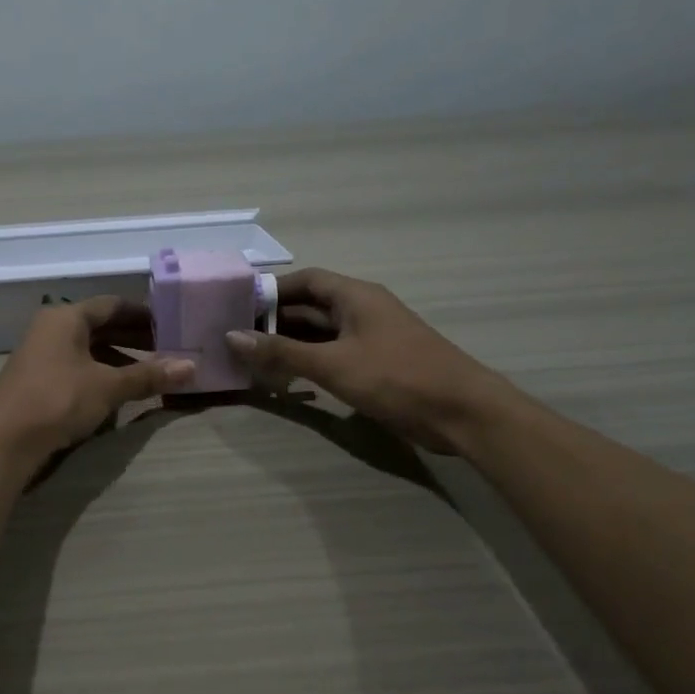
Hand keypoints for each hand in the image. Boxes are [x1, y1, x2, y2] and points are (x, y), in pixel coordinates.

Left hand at [0, 298, 194, 462]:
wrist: (5, 441)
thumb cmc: (58, 400)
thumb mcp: (108, 387)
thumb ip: (148, 375)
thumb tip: (192, 367)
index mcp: (66, 317)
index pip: (112, 305)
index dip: (143, 314)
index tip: (170, 325)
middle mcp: (51, 328)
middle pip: (100, 326)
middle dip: (133, 338)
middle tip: (166, 350)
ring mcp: (41, 354)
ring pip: (88, 349)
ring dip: (118, 359)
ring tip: (148, 374)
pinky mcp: (37, 379)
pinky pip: (76, 367)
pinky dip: (99, 374)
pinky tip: (117, 393)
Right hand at [223, 268, 512, 453]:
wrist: (461, 413)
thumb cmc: (396, 377)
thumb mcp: (333, 364)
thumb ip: (282, 351)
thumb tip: (233, 336)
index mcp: (355, 296)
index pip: (306, 280)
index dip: (272, 290)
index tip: (238, 305)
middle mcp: (362, 310)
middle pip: (311, 307)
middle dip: (275, 320)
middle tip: (237, 336)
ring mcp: (371, 338)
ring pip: (321, 333)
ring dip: (290, 344)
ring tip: (252, 358)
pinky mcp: (376, 365)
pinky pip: (334, 355)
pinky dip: (309, 362)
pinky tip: (286, 377)